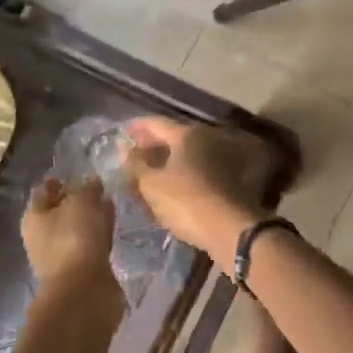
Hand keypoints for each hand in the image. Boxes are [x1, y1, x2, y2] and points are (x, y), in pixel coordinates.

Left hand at [22, 176, 116, 288]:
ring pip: (78, 228)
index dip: (59, 181)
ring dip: (92, 218)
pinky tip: (113, 227)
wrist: (84, 290)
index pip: (44, 191)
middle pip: (61, 211)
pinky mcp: (82, 269)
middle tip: (99, 188)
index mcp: (34, 217)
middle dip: (78, 200)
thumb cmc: (74, 238)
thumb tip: (92, 183)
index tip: (79, 173)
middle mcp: (43, 236)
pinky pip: (92, 244)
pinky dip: (100, 235)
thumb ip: (87, 188)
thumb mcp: (82, 201)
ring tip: (110, 205)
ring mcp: (62, 255)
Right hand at [123, 117, 260, 262]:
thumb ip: (136, 164)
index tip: (121, 133)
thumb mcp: (152, 184)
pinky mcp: (230, 177)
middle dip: (152, 144)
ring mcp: (222, 157)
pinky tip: (172, 185)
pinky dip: (183, 172)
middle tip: (134, 155)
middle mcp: (208, 138)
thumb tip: (126, 149)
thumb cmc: (186, 202)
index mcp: (187, 134)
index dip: (136, 127)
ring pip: (187, 153)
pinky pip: (199, 168)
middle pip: (174, 136)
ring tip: (149, 172)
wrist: (230, 230)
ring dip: (168, 160)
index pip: (156, 123)